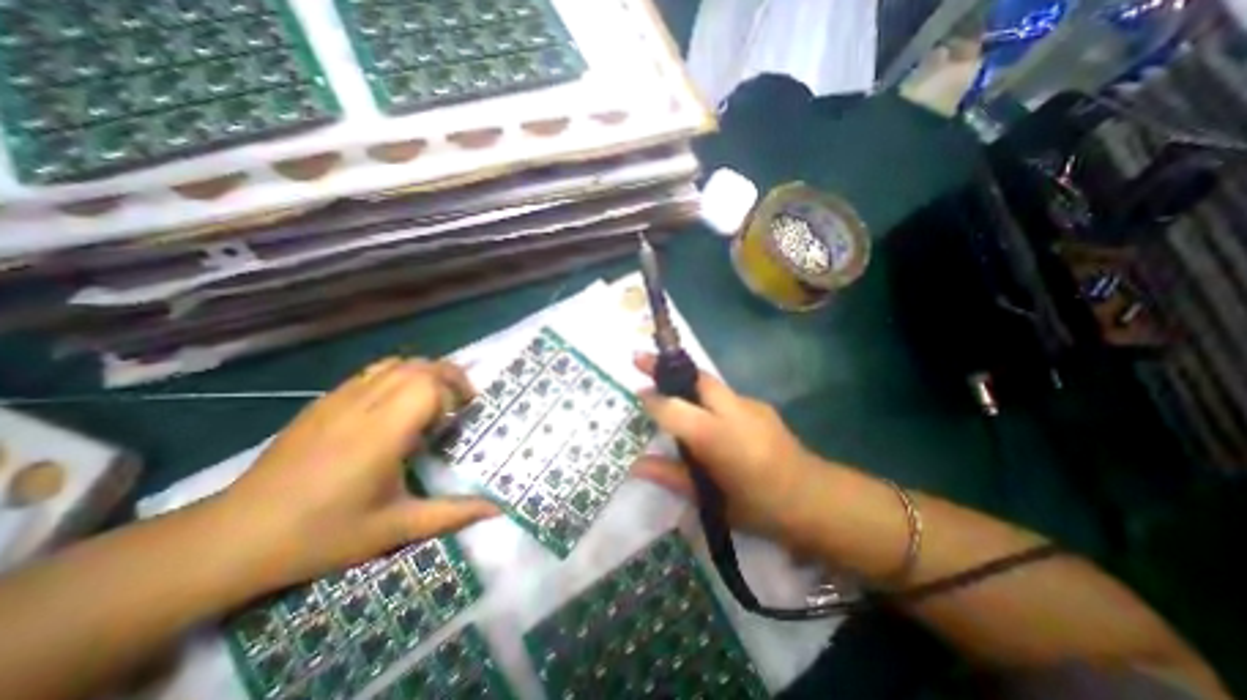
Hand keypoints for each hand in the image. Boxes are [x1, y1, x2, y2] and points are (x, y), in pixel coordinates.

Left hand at [217, 357, 499, 588]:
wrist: (232, 538)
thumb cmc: (322, 534)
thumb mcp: (395, 529)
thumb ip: (452, 514)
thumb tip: (498, 510)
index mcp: (382, 434)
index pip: (429, 386)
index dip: (453, 394)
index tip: (460, 417)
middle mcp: (363, 407)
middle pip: (418, 366)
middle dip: (449, 376)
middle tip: (460, 402)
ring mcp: (339, 400)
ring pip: (396, 364)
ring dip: (425, 373)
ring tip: (434, 398)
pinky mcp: (323, 402)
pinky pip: (373, 372)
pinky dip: (399, 376)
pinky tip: (398, 404)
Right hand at [635, 355, 824, 539]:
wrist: (816, 499)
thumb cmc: (760, 507)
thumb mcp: (711, 500)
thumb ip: (671, 476)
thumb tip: (635, 465)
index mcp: (719, 438)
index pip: (675, 408)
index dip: (653, 399)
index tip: (636, 392)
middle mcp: (735, 411)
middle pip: (695, 377)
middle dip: (665, 365)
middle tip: (639, 359)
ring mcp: (750, 404)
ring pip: (709, 382)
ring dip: (684, 380)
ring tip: (664, 385)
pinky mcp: (759, 405)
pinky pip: (723, 394)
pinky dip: (704, 395)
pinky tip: (702, 413)